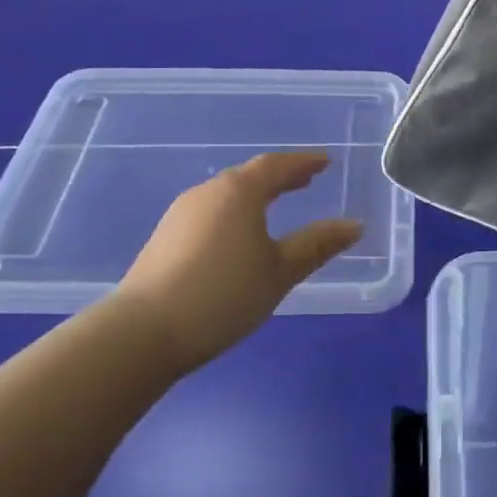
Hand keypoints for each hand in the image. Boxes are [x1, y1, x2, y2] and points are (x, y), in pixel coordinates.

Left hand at [113, 152, 362, 373]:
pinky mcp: (165, 237)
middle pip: (250, 175)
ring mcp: (181, 213)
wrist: (143, 332)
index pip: (277, 166)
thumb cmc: (222, 295)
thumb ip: (316, 245)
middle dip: (280, 177)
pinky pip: (210, 211)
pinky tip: (237, 234)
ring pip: (227, 193)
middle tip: (305, 181)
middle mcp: (209, 191)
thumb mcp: (279, 272)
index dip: (304, 163)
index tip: (325, 163)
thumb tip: (354, 225)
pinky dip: (233, 212)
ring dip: (255, 195)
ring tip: (275, 206)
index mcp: (240, 191)